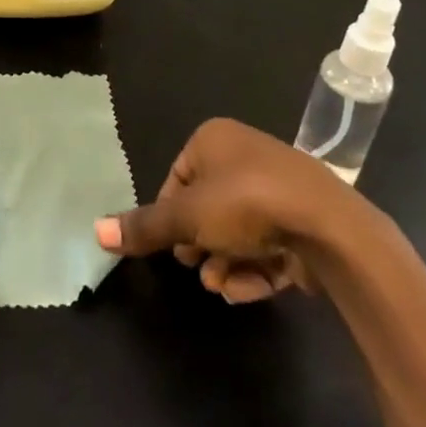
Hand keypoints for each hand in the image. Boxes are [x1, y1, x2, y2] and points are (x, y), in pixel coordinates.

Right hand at [94, 118, 383, 303]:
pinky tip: (253, 287)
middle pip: (207, 208)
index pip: (177, 179)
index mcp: (215, 139)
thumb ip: (144, 227)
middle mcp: (246, 154)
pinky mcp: (303, 218)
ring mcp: (278, 186)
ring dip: (225, 262)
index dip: (171, 217)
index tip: (173, 246)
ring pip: (237, 231)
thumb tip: (95, 232)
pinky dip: (255, 267)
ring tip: (224, 285)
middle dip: (200, 245)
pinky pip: (268, 242)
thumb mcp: (186, 218)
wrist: (330, 228)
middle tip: (199, 268)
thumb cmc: (247, 205)